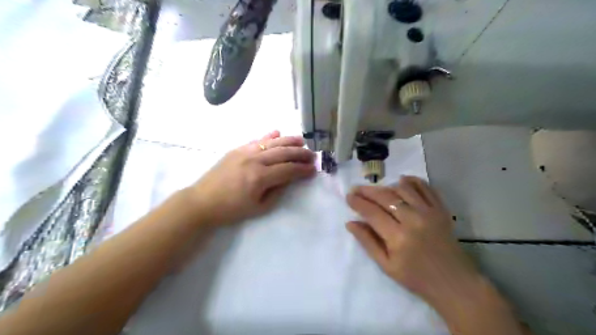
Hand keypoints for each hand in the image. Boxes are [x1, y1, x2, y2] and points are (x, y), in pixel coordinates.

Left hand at [186, 130, 315, 224]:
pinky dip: (269, 136)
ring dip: (289, 141)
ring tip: (301, 141)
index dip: (303, 169)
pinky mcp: (237, 149)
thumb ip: (277, 191)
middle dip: (301, 154)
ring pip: (272, 142)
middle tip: (312, 155)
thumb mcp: (259, 207)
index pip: (288, 170)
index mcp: (260, 177)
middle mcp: (255, 160)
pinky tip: (278, 132)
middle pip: (284, 153)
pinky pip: (257, 139)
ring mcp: (245, 152)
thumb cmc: (232, 209)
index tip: (313, 169)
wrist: (203, 201)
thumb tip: (290, 178)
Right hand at [347, 178, 479, 306]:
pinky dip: (413, 181)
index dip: (358, 203)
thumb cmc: (416, 278)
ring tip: (376, 189)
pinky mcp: (441, 210)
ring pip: (403, 189)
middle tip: (356, 188)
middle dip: (367, 191)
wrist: (454, 283)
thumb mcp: (386, 265)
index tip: (348, 197)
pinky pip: (426, 188)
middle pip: (385, 197)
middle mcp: (413, 220)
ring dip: (386, 186)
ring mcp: (430, 212)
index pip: (372, 213)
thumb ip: (367, 242)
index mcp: (398, 237)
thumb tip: (350, 223)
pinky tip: (402, 180)